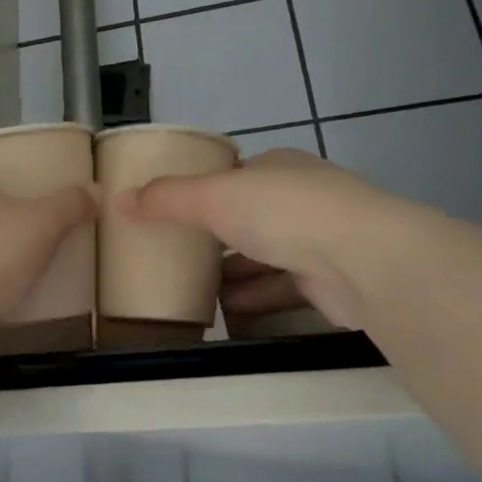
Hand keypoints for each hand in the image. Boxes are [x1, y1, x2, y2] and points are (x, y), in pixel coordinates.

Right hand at [118, 148, 413, 329]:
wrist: (363, 260)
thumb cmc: (283, 212)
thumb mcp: (213, 197)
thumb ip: (166, 199)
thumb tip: (118, 200)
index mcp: (278, 167)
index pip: (236, 176)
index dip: (205, 192)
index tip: (175, 213)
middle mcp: (303, 198)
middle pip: (250, 218)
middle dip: (217, 238)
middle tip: (178, 257)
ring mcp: (323, 239)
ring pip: (267, 256)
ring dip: (235, 274)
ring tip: (195, 292)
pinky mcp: (332, 281)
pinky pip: (283, 288)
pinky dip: (256, 299)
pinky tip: (227, 315)